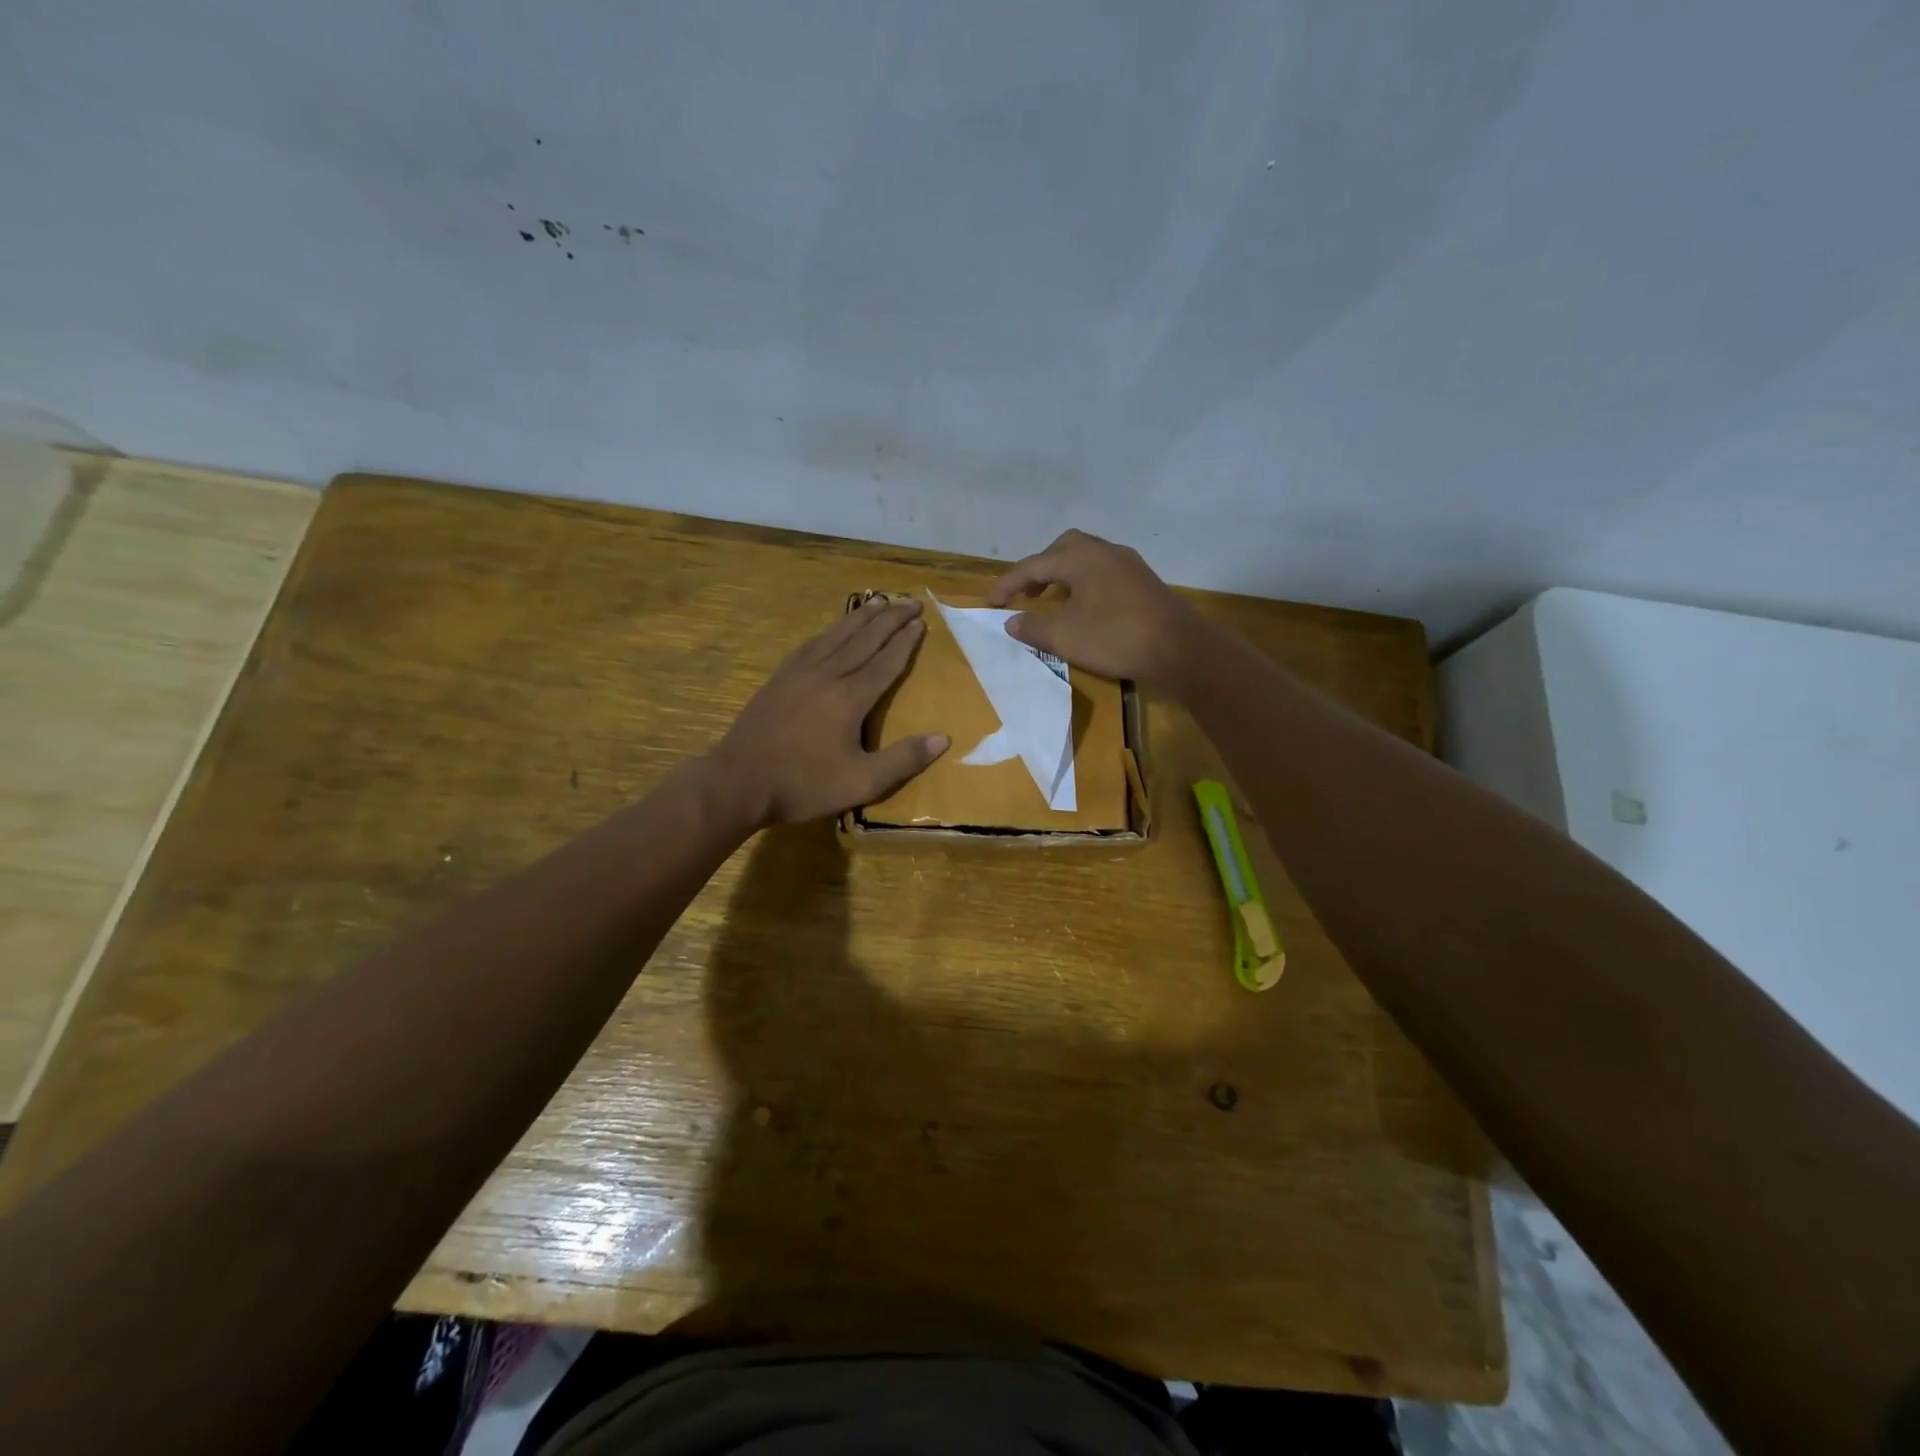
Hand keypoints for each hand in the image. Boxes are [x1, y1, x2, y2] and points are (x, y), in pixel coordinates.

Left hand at [711, 595, 949, 827]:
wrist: (738, 782)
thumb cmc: (804, 785)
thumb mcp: (862, 783)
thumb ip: (903, 759)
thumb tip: (944, 738)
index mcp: (850, 698)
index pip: (886, 661)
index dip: (905, 641)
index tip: (921, 621)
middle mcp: (827, 675)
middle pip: (864, 639)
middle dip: (890, 618)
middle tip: (911, 599)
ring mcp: (799, 673)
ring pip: (837, 635)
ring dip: (862, 617)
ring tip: (880, 601)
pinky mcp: (780, 678)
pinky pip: (811, 643)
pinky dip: (830, 630)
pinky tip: (835, 628)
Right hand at [985, 529, 1199, 682]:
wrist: (1179, 648)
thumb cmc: (1115, 637)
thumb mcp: (1065, 637)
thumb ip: (1033, 627)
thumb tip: (1012, 621)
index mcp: (1081, 557)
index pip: (1033, 565)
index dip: (1008, 584)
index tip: (990, 602)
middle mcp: (1105, 551)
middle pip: (1063, 548)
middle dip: (1040, 568)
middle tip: (1027, 593)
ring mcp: (1129, 564)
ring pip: (1087, 558)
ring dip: (1064, 575)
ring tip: (1053, 600)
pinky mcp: (1144, 581)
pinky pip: (1104, 572)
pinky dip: (1085, 583)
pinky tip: (1085, 608)